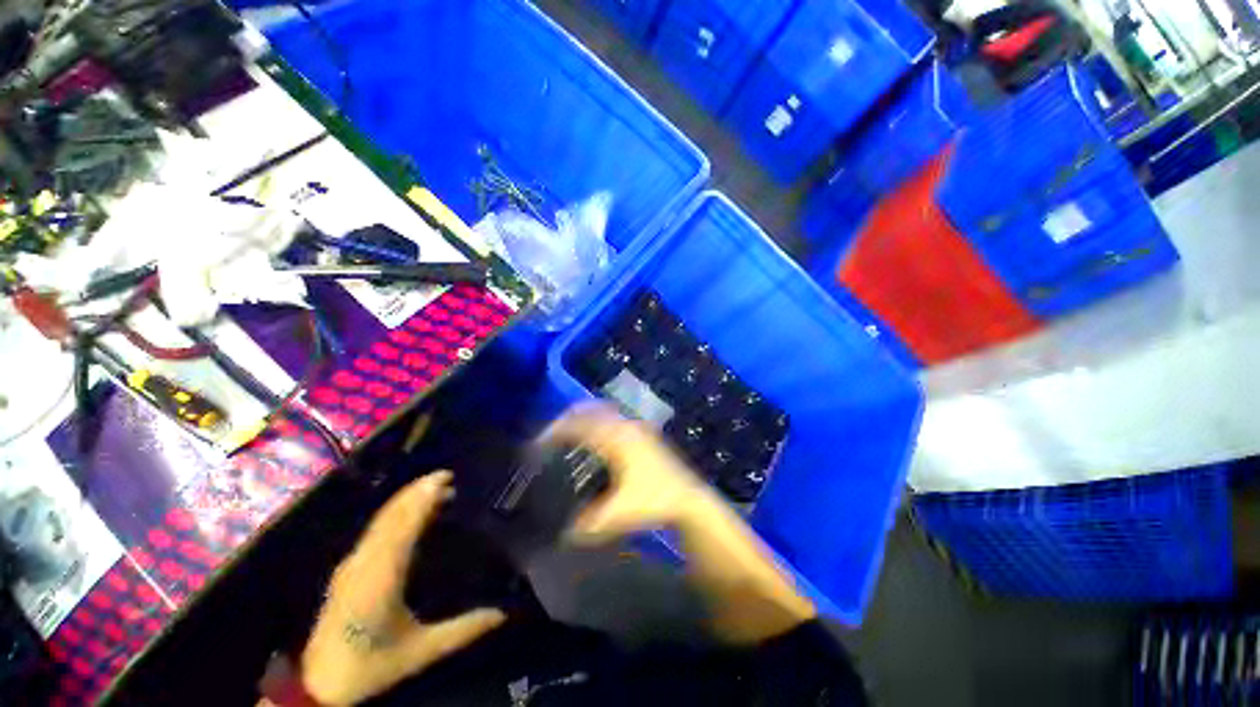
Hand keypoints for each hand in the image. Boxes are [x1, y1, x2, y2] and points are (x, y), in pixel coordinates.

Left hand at [299, 472, 505, 705]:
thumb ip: (463, 630)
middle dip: (417, 491)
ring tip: (433, 489)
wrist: (317, 685)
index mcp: (382, 576)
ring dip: (406, 501)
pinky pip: (374, 531)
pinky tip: (408, 515)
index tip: (444, 478)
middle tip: (446, 476)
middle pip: (391, 515)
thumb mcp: (421, 651)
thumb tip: (503, 613)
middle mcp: (364, 562)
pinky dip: (395, 514)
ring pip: (381, 521)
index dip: (423, 498)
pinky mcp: (347, 570)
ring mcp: (352, 564)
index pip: (404, 525)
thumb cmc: (370, 664)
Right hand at [543, 404, 713, 542]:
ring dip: (583, 418)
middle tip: (550, 435)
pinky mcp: (644, 433)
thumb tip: (562, 532)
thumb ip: (587, 524)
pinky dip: (598, 422)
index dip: (555, 431)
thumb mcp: (617, 515)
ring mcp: (637, 427)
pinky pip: (614, 418)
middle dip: (567, 419)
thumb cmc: (654, 502)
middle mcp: (626, 426)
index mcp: (616, 439)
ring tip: (567, 435)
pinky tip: (595, 440)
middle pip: (590, 410)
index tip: (538, 444)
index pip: (578, 425)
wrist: (689, 500)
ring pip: (603, 412)